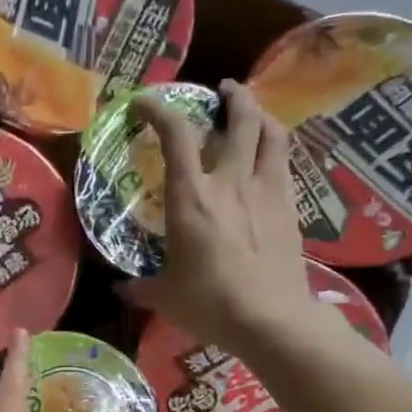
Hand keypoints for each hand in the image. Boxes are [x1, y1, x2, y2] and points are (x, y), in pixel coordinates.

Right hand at [121, 79, 328, 350]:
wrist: (270, 319)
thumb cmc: (210, 304)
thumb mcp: (166, 297)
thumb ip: (142, 288)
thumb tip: (121, 290)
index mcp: (191, 197)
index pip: (176, 134)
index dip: (158, 109)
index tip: (144, 103)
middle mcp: (230, 181)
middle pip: (239, 117)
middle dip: (231, 95)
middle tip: (222, 92)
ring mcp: (266, 190)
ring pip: (271, 132)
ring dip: (261, 114)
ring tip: (252, 114)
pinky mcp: (290, 206)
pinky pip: (285, 161)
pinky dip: (276, 147)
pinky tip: (270, 157)